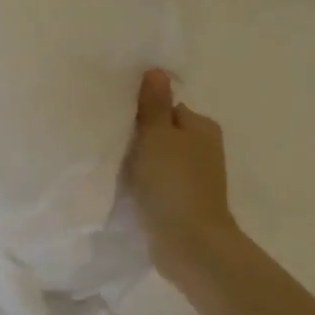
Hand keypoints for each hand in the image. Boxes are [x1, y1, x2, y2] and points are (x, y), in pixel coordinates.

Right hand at [126, 69, 238, 276]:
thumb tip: (156, 70)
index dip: (142, 113)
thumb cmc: (173, 182)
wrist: (189, 244)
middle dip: (140, 138)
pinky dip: (144, 184)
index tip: (118, 121)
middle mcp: (203, 149)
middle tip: (111, 143)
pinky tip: (126, 189)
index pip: (167, 107)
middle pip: (162, 133)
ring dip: (140, 163)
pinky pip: (158, 183)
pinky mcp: (183, 202)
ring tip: (114, 167)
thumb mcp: (157, 136)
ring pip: (158, 159)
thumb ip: (153, 104)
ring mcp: (195, 178)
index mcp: (202, 127)